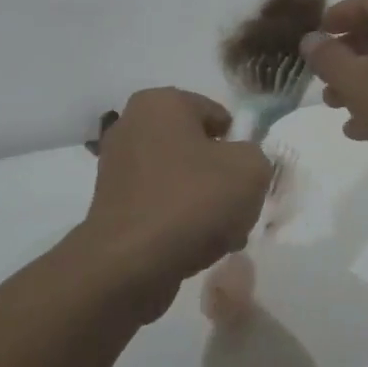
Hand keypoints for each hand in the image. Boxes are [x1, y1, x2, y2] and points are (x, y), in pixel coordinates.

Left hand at [83, 88, 272, 319]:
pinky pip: (159, 203)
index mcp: (161, 102)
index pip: (218, 116)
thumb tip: (242, 163)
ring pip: (180, 178)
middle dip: (220, 176)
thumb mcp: (250, 170)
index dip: (240, 146)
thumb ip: (257, 156)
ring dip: (203, 202)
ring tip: (220, 234)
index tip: (248, 178)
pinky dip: (177, 219)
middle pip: (197, 148)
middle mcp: (132, 124)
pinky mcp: (111, 203)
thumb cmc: (192, 201)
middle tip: (237, 207)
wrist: (130, 264)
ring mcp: (117, 165)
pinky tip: (194, 246)